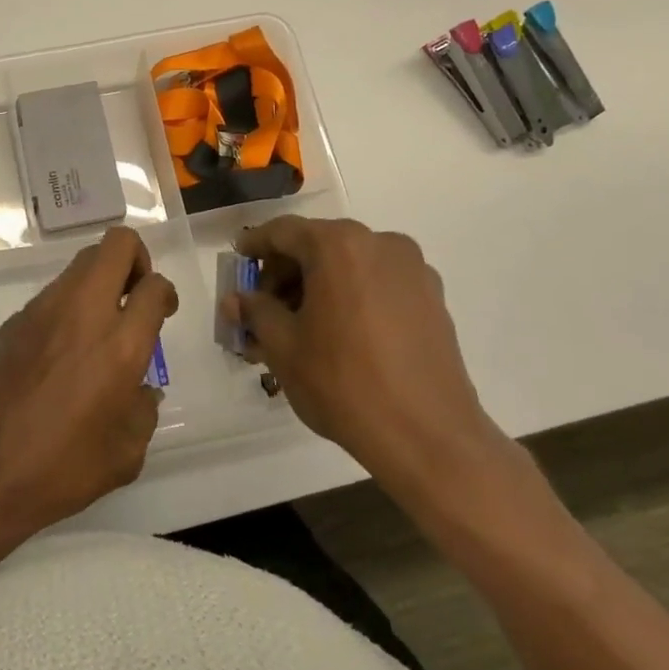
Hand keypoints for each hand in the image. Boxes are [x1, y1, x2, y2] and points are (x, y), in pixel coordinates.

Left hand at [0, 226, 177, 540]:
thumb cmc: (62, 470)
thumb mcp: (126, 453)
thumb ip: (143, 410)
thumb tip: (140, 389)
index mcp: (119, 345)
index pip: (154, 286)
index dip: (164, 293)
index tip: (161, 312)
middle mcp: (82, 313)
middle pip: (115, 245)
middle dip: (135, 258)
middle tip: (134, 296)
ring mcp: (42, 311)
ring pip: (80, 264)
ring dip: (99, 281)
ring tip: (97, 326)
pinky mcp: (13, 321)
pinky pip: (51, 295)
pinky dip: (67, 307)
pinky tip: (60, 351)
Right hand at [231, 217, 508, 510]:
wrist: (428, 437)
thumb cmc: (343, 383)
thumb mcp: (283, 347)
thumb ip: (256, 312)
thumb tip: (237, 300)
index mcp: (339, 246)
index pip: (283, 232)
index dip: (255, 245)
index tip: (238, 261)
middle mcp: (380, 244)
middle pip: (318, 246)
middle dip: (285, 274)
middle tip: (262, 308)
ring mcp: (412, 270)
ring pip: (348, 266)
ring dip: (317, 287)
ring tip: (296, 328)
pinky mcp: (432, 299)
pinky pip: (376, 284)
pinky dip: (349, 297)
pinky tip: (335, 334)